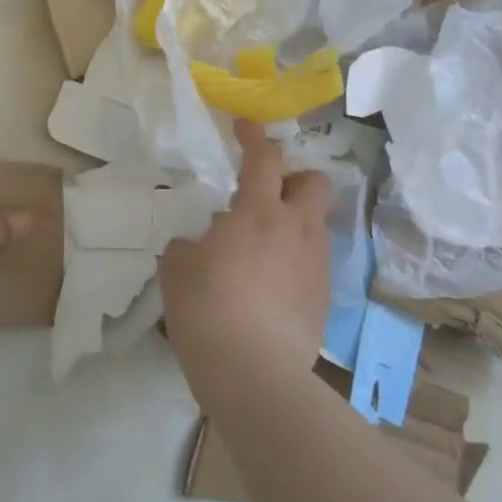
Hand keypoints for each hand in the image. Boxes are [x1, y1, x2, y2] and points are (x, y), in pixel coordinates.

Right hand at [161, 119, 331, 377]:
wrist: (254, 374)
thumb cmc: (207, 309)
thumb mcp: (177, 269)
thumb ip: (188, 246)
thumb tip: (200, 245)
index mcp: (258, 213)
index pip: (264, 158)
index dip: (254, 137)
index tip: (244, 127)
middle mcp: (297, 229)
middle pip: (315, 183)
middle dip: (294, 179)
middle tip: (266, 196)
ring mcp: (316, 265)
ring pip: (316, 226)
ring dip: (293, 224)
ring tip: (261, 250)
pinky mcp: (324, 298)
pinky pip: (313, 263)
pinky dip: (294, 261)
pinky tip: (270, 288)